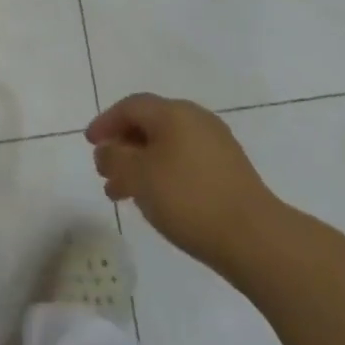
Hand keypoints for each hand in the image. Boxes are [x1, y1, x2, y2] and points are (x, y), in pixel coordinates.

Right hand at [87, 93, 285, 270]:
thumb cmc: (188, 199)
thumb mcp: (138, 177)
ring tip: (123, 194)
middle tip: (105, 171)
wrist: (255, 237)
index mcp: (173, 112)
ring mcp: (216, 144)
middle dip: (122, 147)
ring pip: (166, 146)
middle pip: (149, 124)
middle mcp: (196, 119)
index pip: (130, 106)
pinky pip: (184, 161)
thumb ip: (114, 159)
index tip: (90, 144)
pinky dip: (162, 173)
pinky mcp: (229, 170)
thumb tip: (107, 151)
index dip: (105, 122)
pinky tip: (156, 200)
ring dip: (140, 164)